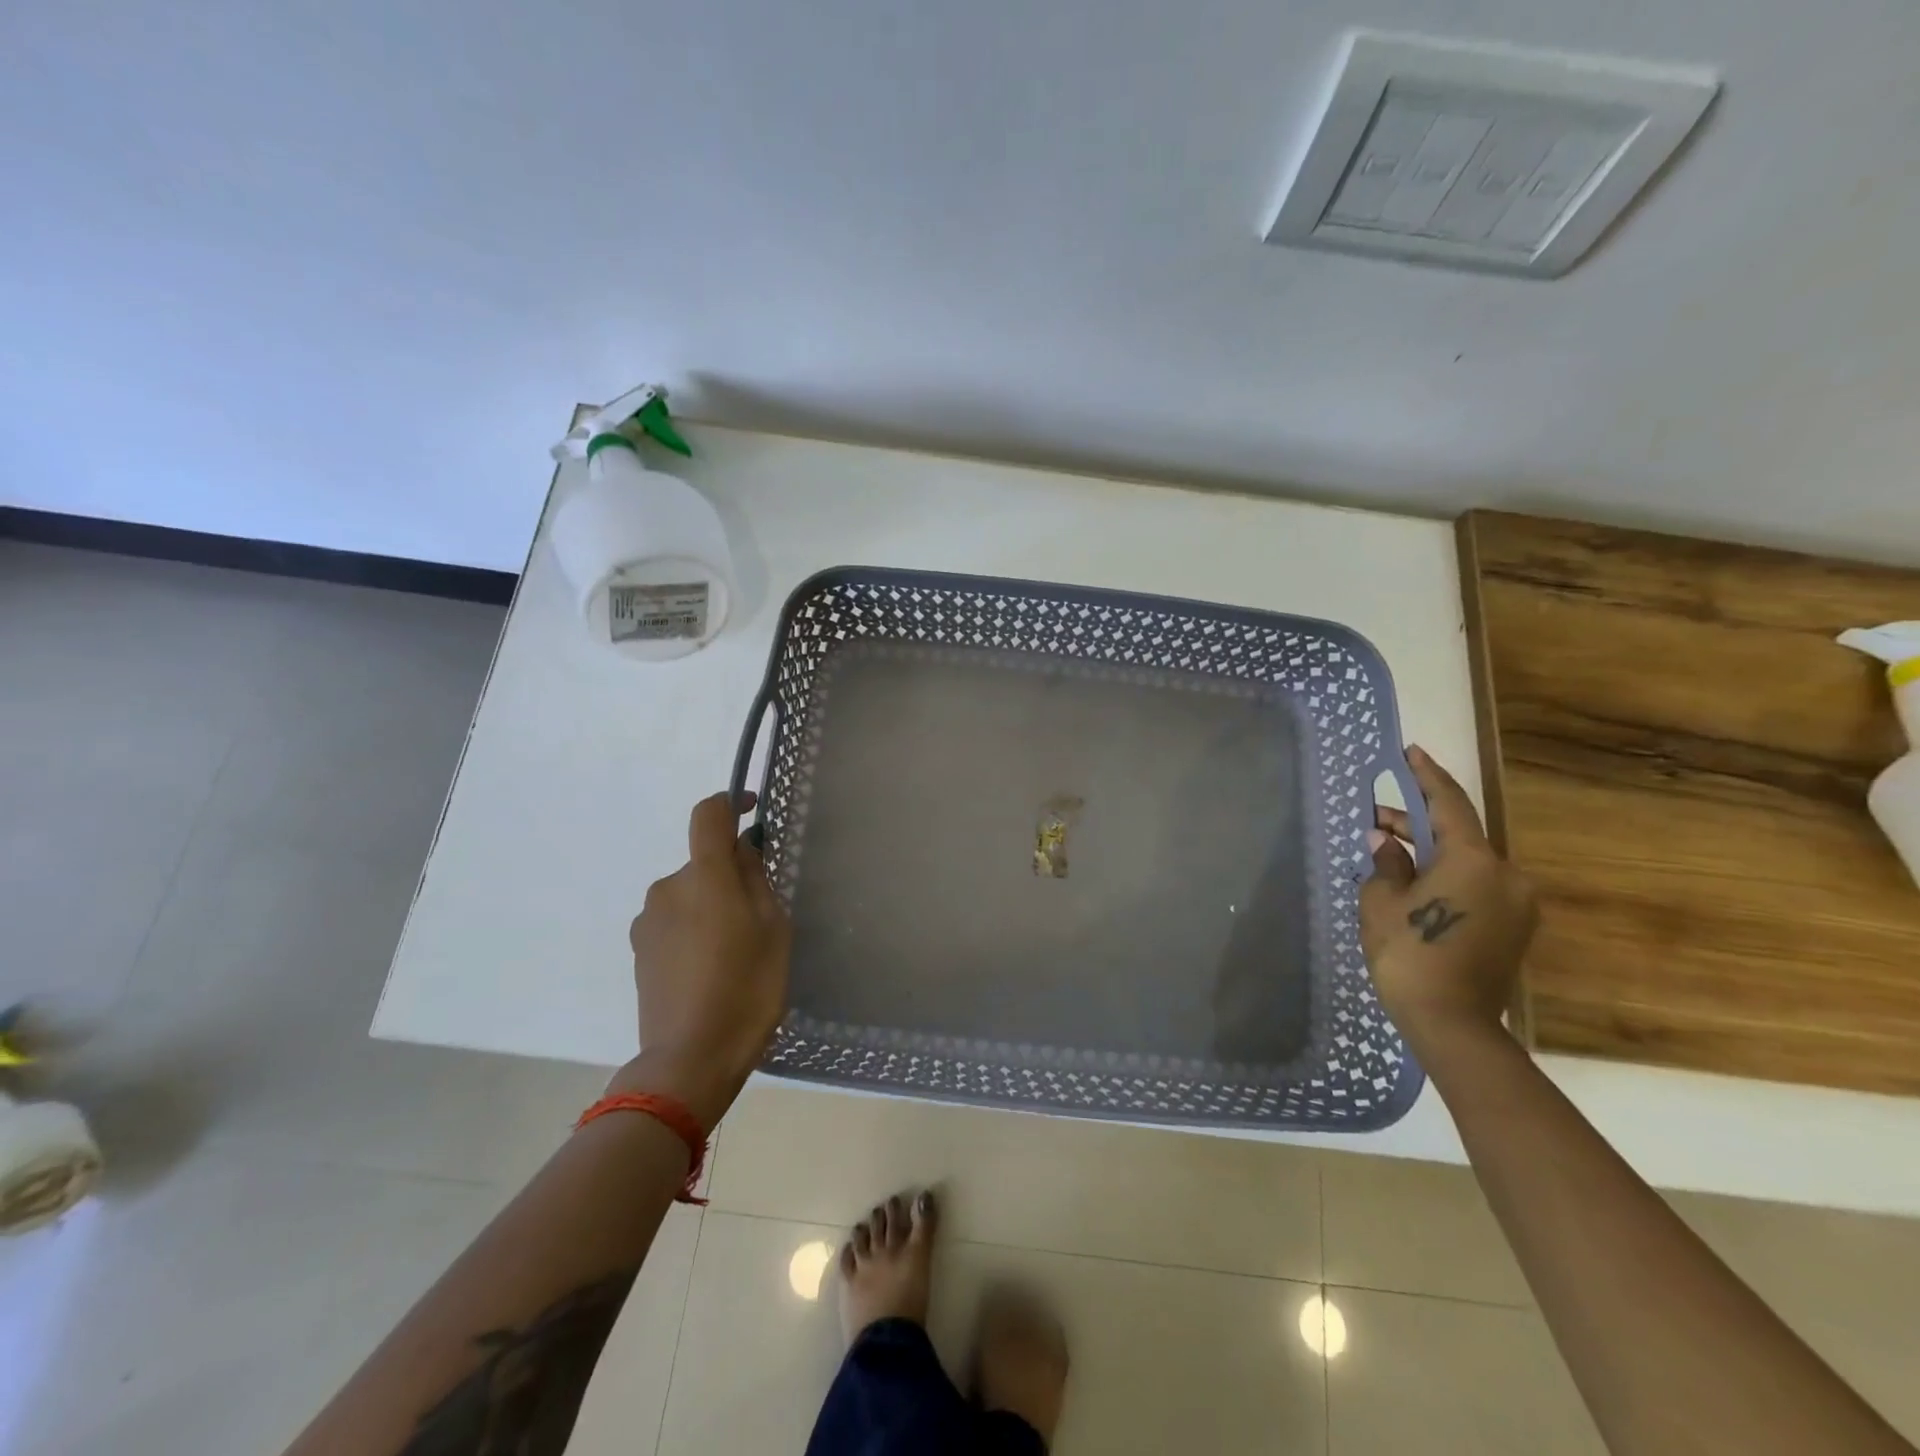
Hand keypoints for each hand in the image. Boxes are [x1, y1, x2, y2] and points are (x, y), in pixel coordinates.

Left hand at [617, 791, 791, 1129]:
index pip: (708, 815)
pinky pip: (673, 921)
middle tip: (759, 915)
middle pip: (703, 863)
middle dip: (730, 875)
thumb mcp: (773, 929)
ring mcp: (648, 921)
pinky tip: (709, 968)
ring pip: (689, 894)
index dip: (730, 802)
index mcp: (705, 877)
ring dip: (710, 905)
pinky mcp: (639, 950)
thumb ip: (756, 879)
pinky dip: (693, 928)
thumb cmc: (746, 989)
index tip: (751, 809)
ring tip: (734, 950)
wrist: (688, 1059)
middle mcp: (668, 888)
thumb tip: (743, 849)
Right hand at [1360, 746, 1537, 1058]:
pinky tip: (1413, 881)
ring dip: (1430, 853)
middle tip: (1376, 816)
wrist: (1452, 1024)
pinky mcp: (1515, 928)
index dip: (1426, 776)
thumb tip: (1385, 841)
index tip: (1411, 752)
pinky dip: (1446, 876)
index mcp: (1475, 861)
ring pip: (1468, 862)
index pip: (1449, 804)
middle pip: (1459, 835)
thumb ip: (1386, 863)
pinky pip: (1477, 886)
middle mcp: (1507, 875)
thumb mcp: (1382, 902)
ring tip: (1388, 851)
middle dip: (1417, 823)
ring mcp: (1517, 904)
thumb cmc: (1410, 954)